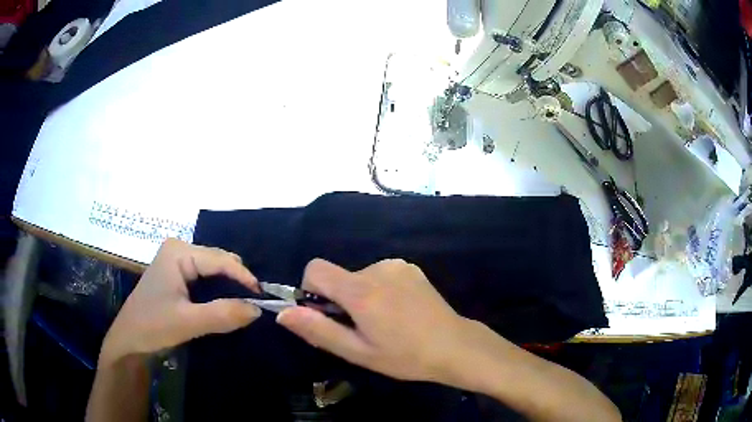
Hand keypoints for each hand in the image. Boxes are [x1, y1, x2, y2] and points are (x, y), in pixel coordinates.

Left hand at [99, 239, 260, 365]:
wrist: (129, 340)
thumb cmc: (152, 326)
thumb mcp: (188, 322)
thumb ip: (222, 314)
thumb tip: (257, 310)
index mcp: (178, 252)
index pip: (220, 260)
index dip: (244, 278)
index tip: (263, 300)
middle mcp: (179, 249)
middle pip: (219, 261)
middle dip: (237, 282)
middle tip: (254, 306)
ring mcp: (177, 261)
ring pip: (214, 270)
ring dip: (230, 287)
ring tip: (244, 306)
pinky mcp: (178, 275)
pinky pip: (206, 278)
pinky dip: (219, 291)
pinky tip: (227, 304)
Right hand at [277, 258, 467, 381]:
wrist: (454, 346)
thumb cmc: (404, 356)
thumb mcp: (358, 352)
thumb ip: (318, 330)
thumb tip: (283, 313)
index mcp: (360, 290)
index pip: (315, 268)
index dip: (311, 290)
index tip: (326, 315)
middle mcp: (377, 269)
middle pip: (339, 276)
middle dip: (339, 300)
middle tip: (361, 329)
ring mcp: (396, 265)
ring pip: (359, 277)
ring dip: (361, 296)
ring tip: (384, 323)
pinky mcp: (410, 268)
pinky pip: (380, 274)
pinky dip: (379, 290)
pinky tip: (399, 311)